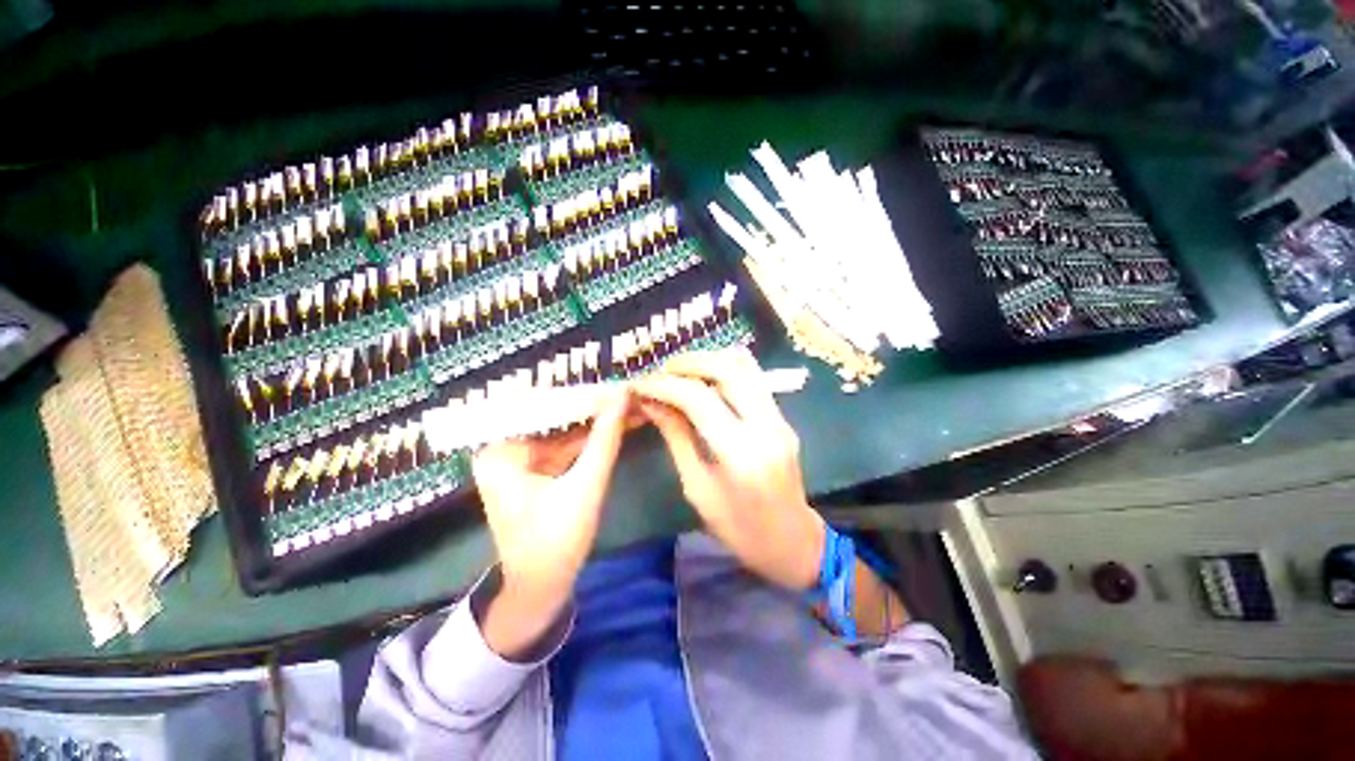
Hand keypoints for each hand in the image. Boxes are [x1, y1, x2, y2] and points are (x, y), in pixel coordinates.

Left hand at [472, 387, 630, 658]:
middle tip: (626, 394)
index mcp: (501, 452)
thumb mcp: (586, 486)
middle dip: (592, 410)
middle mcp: (502, 450)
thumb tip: (623, 397)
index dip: (585, 397)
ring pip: (562, 433)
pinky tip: (613, 425)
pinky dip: (588, 441)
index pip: (546, 410)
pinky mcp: (531, 471)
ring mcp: (516, 461)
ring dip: (594, 424)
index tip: (616, 386)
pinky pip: (562, 448)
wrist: (541, 590)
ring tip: (626, 404)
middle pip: (555, 421)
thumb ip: (604, 439)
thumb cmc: (557, 542)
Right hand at [633, 347, 825, 590]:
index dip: (665, 385)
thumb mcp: (698, 488)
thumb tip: (652, 403)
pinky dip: (723, 371)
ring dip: (708, 360)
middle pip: (728, 368)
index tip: (640, 383)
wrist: (792, 542)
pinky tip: (702, 382)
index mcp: (742, 454)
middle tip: (659, 371)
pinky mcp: (782, 417)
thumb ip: (676, 438)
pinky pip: (752, 379)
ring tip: (678, 372)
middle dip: (688, 362)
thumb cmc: (739, 530)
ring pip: (745, 366)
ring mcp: (780, 418)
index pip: (699, 399)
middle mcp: (767, 426)